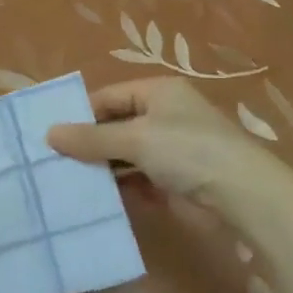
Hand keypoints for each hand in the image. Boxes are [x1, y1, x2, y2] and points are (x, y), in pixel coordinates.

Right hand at [46, 77, 288, 211]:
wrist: (243, 195)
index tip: (50, 138)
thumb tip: (49, 133)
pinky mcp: (176, 179)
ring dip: (103, 168)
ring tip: (68, 183)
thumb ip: (92, 138)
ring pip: (126, 155)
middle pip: (116, 125)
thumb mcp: (135, 138)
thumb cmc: (187, 150)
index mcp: (158, 91)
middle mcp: (165, 115)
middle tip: (54, 163)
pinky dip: (121, 187)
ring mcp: (172, 148)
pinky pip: (139, 179)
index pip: (108, 97)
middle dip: (89, 144)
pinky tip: (98, 200)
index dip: (81, 115)